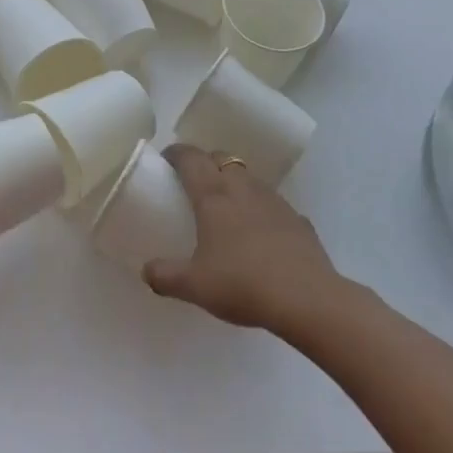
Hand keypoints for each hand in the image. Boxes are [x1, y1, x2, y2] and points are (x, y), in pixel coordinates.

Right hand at [143, 144, 340, 336]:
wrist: (307, 299)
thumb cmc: (242, 284)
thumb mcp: (194, 286)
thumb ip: (165, 276)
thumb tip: (146, 271)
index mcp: (213, 195)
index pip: (190, 158)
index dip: (175, 153)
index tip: (165, 160)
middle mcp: (242, 187)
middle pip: (220, 157)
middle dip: (205, 162)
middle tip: (193, 182)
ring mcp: (273, 200)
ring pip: (248, 177)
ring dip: (234, 182)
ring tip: (226, 207)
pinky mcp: (297, 218)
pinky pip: (272, 204)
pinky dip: (260, 209)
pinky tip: (260, 234)